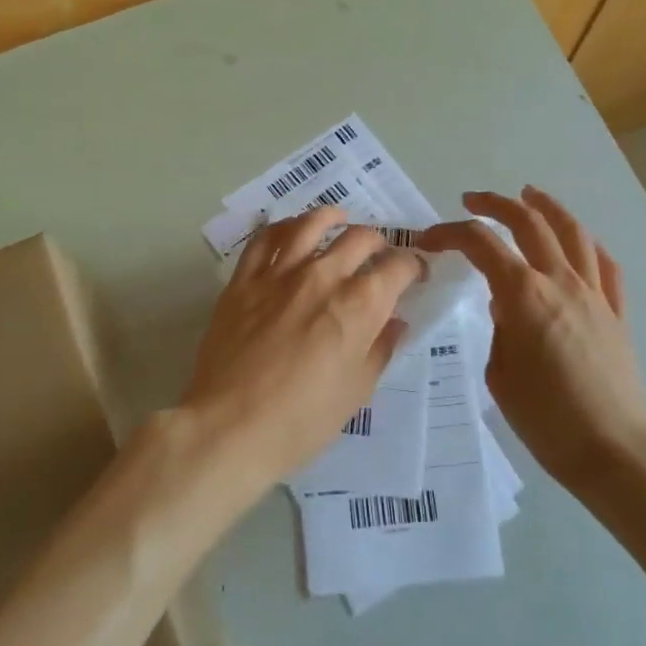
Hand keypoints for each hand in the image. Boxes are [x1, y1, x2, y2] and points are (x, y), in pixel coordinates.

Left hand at [181, 206, 423, 491]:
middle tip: (378, 257)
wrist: (230, 427)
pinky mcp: (243, 281)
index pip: (398, 267)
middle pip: (360, 238)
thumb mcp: (357, 391)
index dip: (413, 267)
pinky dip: (282, 227)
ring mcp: (279, 274)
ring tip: (338, 220)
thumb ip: (379, 348)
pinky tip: (289, 231)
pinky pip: (263, 239)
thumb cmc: (302, 420)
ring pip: (310, 224)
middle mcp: (323, 276)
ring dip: (332, 218)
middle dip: (379, 243)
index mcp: (360, 304)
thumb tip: (394, 321)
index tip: (414, 275)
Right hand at [420, 187, 645, 497]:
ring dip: (547, 207)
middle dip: (496, 205)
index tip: (429, 239)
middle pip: (529, 223)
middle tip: (472, 201)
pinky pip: (604, 265)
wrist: (613, 450)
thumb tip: (505, 303)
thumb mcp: (500, 373)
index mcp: (524, 296)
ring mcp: (595, 294)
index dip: (450, 233)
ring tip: (530, 194)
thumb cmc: (546, 419)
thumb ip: (499, 328)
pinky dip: (586, 243)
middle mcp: (561, 282)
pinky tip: (577, 241)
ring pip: (573, 233)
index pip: (481, 244)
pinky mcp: (617, 313)